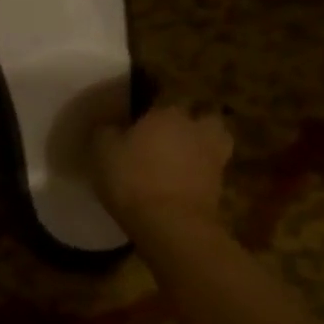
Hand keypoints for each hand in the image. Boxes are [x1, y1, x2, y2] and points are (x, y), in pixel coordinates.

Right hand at [91, 104, 232, 233]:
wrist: (169, 222)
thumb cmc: (132, 178)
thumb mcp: (102, 151)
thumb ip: (106, 131)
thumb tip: (110, 126)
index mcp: (166, 113)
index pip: (159, 101)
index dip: (147, 113)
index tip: (134, 126)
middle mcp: (195, 128)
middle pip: (198, 117)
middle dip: (186, 125)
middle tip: (165, 139)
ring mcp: (214, 156)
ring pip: (212, 141)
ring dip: (200, 147)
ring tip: (179, 160)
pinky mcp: (220, 184)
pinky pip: (209, 170)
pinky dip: (199, 174)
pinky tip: (180, 183)